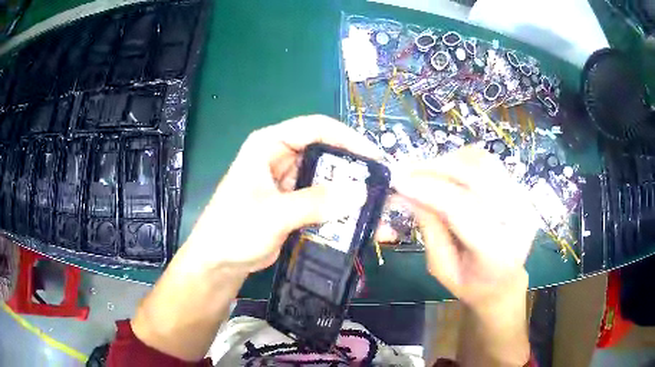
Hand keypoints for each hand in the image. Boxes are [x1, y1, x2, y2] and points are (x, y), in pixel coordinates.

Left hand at [183, 115, 381, 275]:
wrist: (219, 261)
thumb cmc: (233, 229)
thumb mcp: (273, 214)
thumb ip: (315, 203)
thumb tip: (360, 193)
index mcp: (269, 144)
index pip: (316, 128)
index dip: (348, 138)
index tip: (376, 158)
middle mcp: (282, 157)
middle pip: (327, 153)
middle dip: (356, 170)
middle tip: (384, 186)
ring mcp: (290, 181)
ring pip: (329, 179)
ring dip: (352, 194)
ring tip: (380, 208)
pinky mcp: (295, 203)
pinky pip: (324, 201)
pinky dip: (342, 211)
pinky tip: (361, 222)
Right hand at [392, 146, 539, 308]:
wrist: (505, 281)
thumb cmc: (471, 284)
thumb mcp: (442, 268)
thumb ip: (429, 229)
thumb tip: (409, 192)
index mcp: (497, 252)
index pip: (462, 208)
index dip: (429, 190)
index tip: (399, 181)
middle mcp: (518, 219)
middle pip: (476, 175)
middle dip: (437, 168)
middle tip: (407, 170)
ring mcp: (523, 200)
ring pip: (482, 162)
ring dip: (449, 161)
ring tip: (426, 174)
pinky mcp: (520, 189)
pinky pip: (488, 162)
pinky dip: (462, 161)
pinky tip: (448, 173)